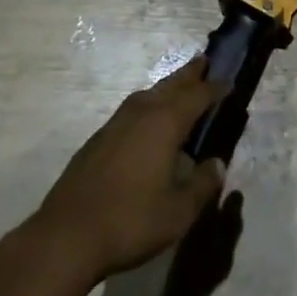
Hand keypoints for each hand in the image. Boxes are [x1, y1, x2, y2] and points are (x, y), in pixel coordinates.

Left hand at [31, 55, 228, 282]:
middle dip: (190, 74)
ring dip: (168, 86)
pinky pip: (133, 109)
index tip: (229, 81)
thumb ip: (202, 185)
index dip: (215, 88)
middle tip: (204, 61)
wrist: (67, 235)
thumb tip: (217, 164)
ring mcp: (117, 122)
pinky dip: (149, 104)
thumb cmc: (130, 220)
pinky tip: (147, 120)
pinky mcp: (99, 138)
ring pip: (150, 93)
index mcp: (166, 122)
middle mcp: (142, 112)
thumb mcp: (178, 213)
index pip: (198, 96)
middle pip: (172, 84)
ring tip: (179, 86)